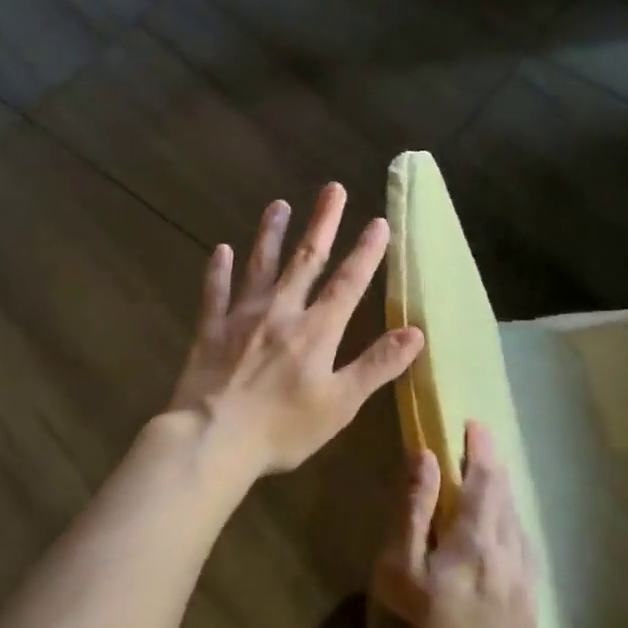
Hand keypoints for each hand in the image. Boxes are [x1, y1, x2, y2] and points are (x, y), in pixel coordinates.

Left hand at [166, 183, 424, 478]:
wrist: (212, 438)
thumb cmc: (282, 429)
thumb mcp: (340, 404)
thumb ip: (376, 366)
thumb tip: (416, 332)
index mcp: (315, 330)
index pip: (347, 283)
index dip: (365, 253)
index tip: (378, 221)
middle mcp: (280, 312)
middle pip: (305, 260)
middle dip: (322, 224)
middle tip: (332, 189)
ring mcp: (242, 317)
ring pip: (260, 266)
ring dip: (270, 234)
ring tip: (278, 205)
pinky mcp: (210, 330)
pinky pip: (215, 293)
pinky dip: (218, 271)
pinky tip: (220, 250)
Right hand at [368, 421, 537, 627]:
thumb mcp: (395, 569)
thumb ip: (413, 509)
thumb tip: (426, 457)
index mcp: (477, 543)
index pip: (485, 481)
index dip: (480, 449)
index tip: (474, 424)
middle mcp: (511, 560)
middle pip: (507, 502)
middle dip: (493, 470)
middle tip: (479, 449)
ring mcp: (526, 594)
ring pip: (520, 531)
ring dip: (504, 504)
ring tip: (489, 491)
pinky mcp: (530, 621)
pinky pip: (525, 562)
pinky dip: (512, 537)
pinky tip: (501, 546)